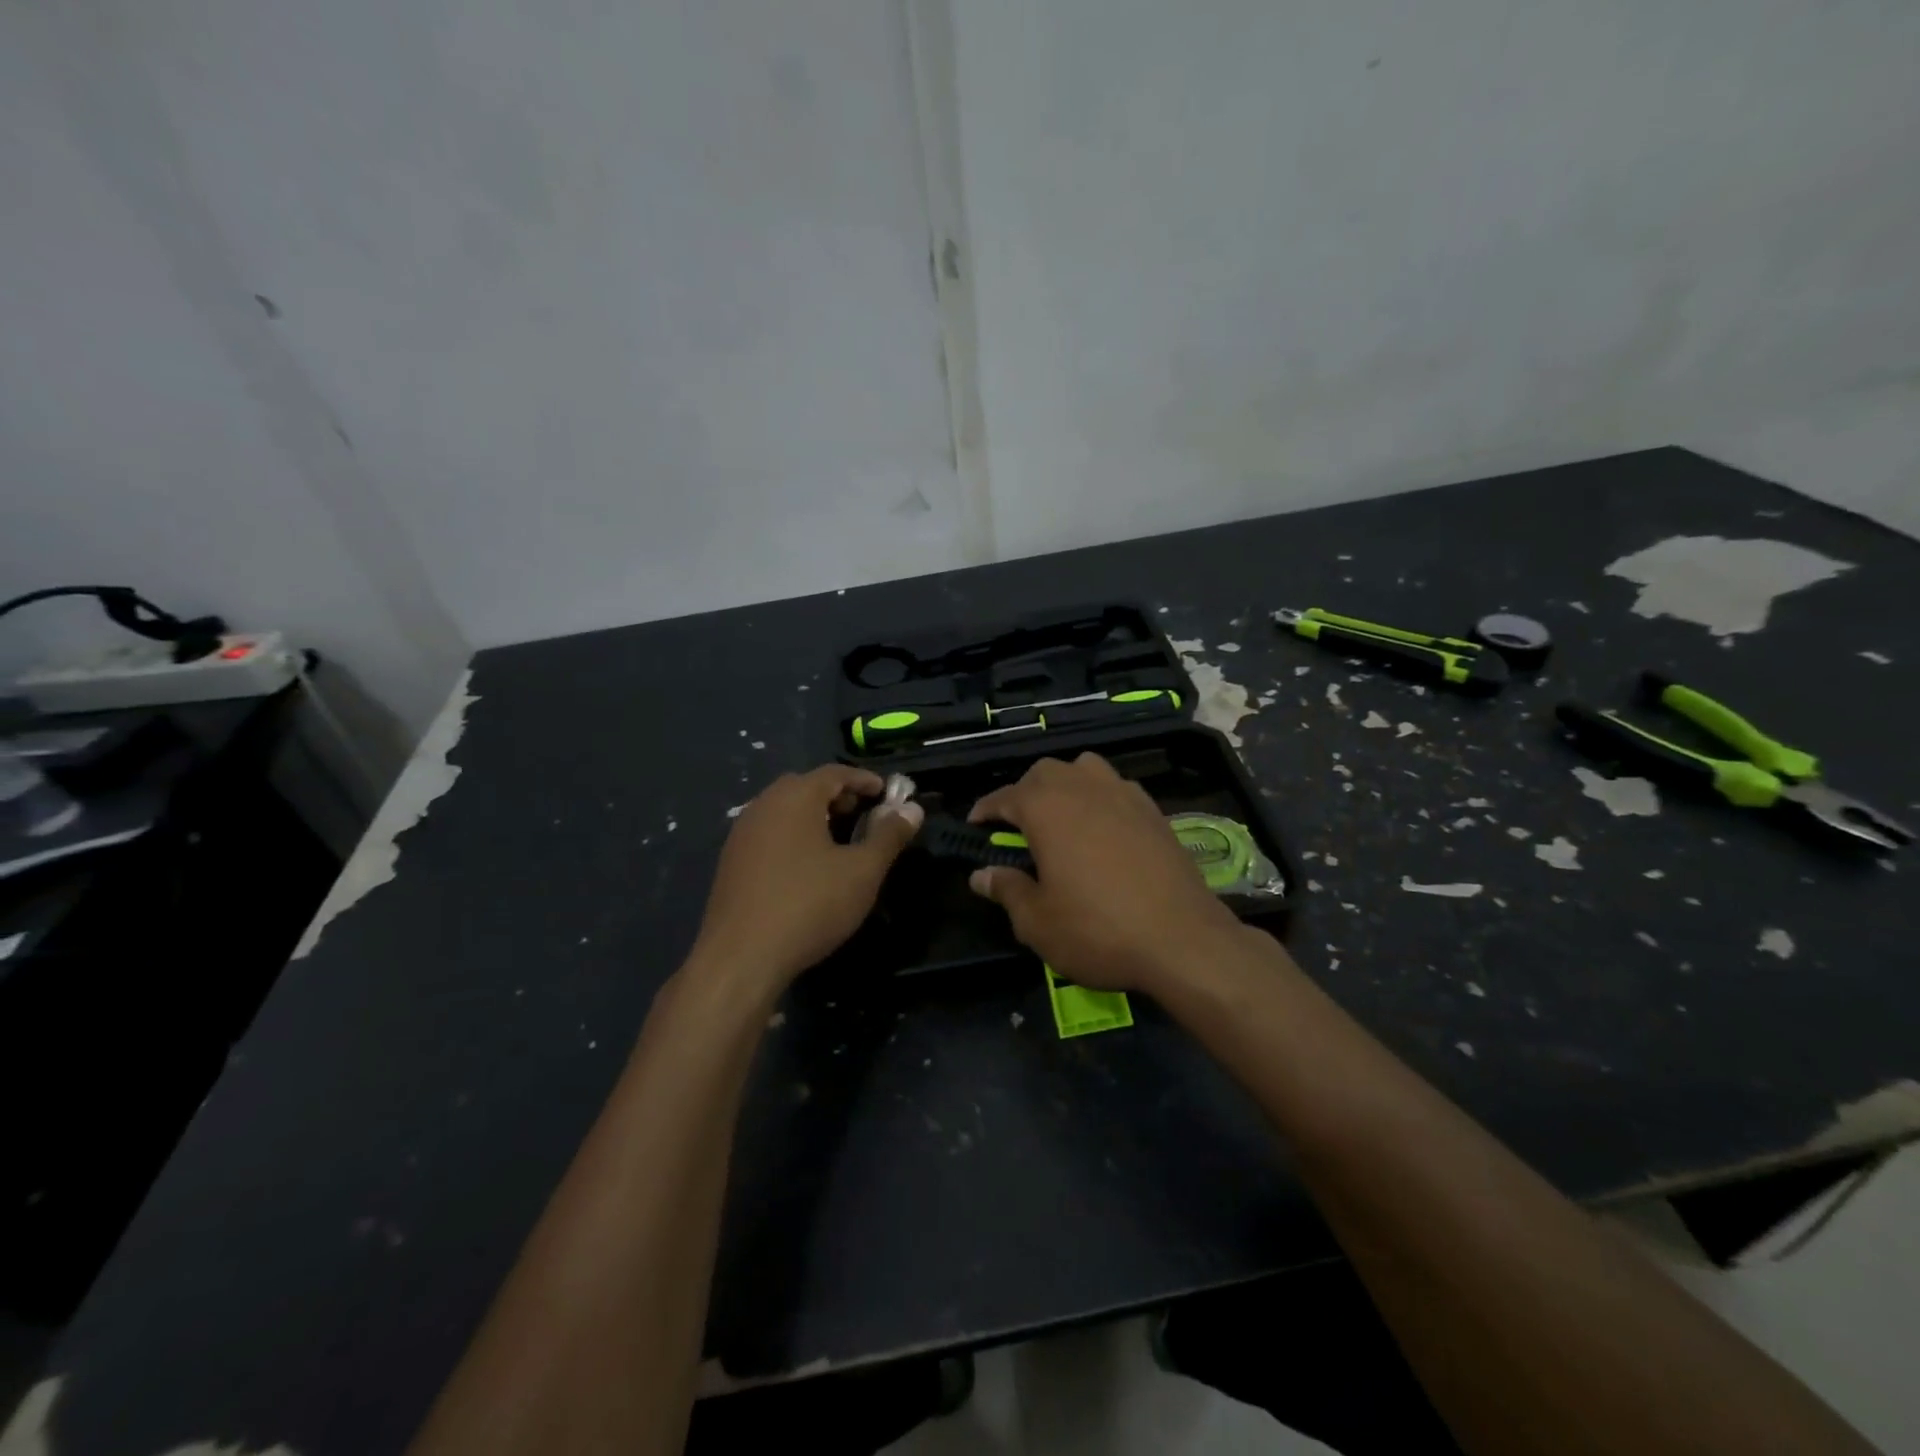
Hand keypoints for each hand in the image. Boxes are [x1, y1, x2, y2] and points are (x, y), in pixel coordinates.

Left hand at [690, 765, 922, 995]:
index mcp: (795, 798)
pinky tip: (807, 866)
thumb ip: (889, 836)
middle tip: (863, 814)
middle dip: (838, 796)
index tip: (886, 793)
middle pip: (805, 787)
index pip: (834, 773)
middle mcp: (763, 805)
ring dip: (813, 815)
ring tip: (839, 841)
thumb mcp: (862, 871)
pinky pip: (768, 832)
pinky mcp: (731, 861)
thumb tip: (912, 809)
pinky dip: (792, 835)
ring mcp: (741, 833)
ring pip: (783, 810)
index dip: (864, 780)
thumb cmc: (809, 905)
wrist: (741, 957)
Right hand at [966, 754, 1241, 994]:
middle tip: (1017, 828)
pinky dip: (1100, 798)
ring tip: (1061, 818)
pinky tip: (1102, 829)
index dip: (984, 810)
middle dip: (1024, 793)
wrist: (1182, 939)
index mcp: (1046, 807)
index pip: (1004, 797)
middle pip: (1044, 773)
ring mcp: (1123, 793)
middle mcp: (1083, 787)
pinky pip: (1116, 787)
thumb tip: (981, 874)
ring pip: (1083, 769)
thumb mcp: (1037, 921)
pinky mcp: (1153, 809)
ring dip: (1065, 785)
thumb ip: (1006, 890)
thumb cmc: (1098, 929)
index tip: (974, 826)